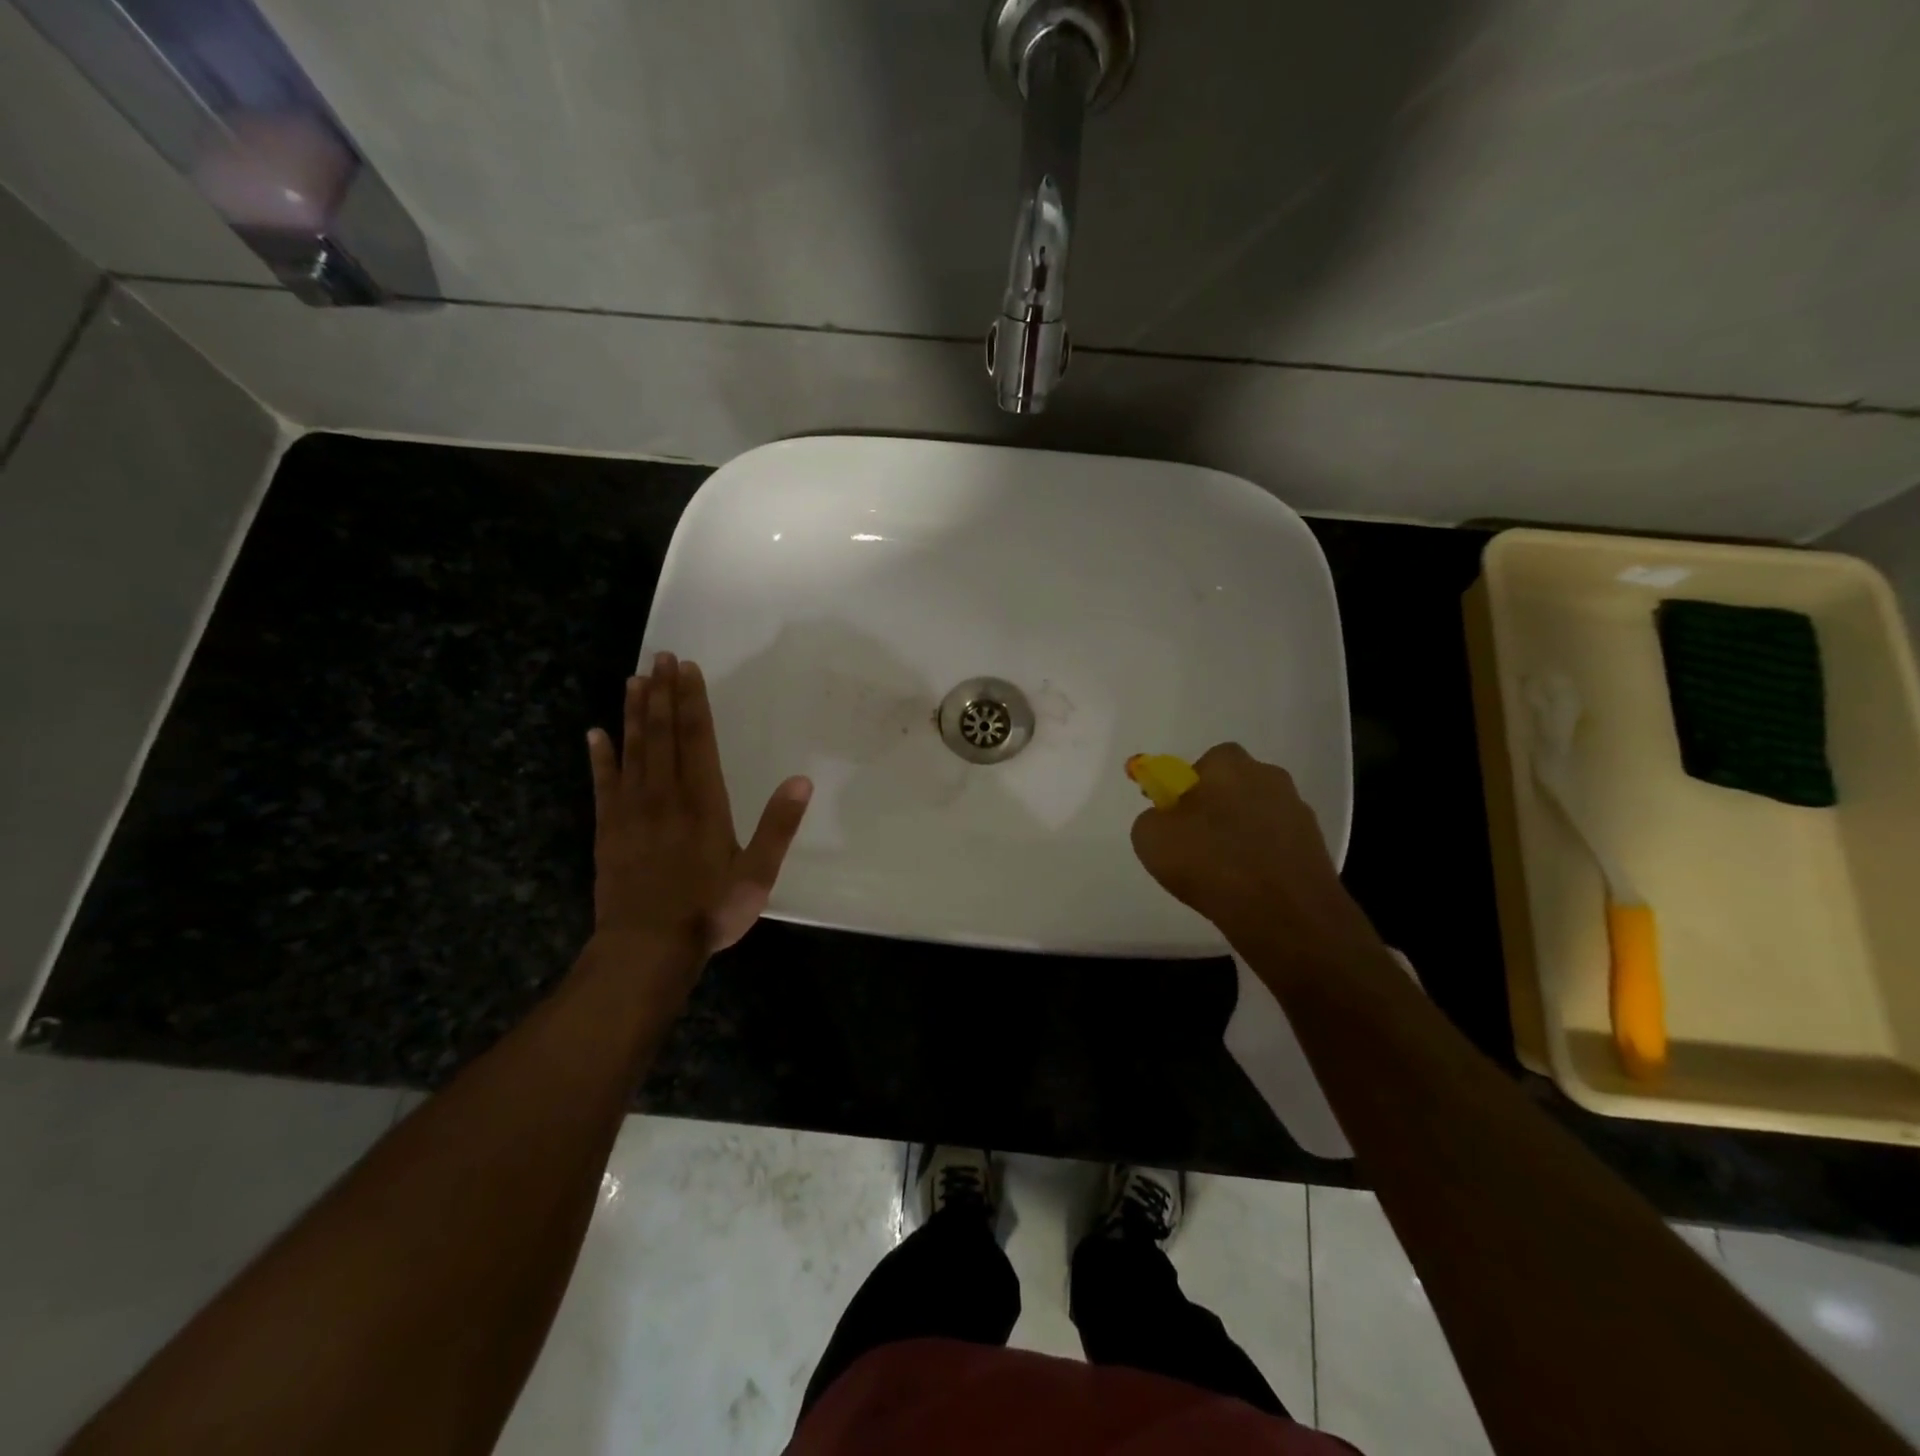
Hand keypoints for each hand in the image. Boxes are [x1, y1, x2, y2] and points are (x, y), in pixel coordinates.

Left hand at [587, 652, 811, 958]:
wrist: (646, 949)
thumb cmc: (708, 911)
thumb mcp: (757, 874)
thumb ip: (779, 826)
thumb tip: (802, 781)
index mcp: (704, 803)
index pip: (697, 740)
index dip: (693, 702)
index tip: (687, 669)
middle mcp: (665, 796)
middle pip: (662, 735)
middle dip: (662, 694)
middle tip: (659, 657)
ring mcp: (632, 811)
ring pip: (632, 751)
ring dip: (633, 714)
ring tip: (634, 680)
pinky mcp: (608, 830)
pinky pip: (603, 784)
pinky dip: (599, 757)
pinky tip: (595, 733)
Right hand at [1130, 743, 1373, 958]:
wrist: (1282, 914)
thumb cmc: (1209, 862)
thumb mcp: (1150, 837)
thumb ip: (1154, 817)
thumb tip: (1166, 820)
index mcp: (1229, 765)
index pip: (1205, 763)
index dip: (1188, 788)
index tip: (1177, 818)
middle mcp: (1269, 777)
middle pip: (1236, 787)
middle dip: (1218, 808)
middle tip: (1198, 844)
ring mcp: (1298, 812)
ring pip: (1258, 816)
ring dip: (1243, 835)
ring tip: (1224, 873)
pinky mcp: (1317, 847)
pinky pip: (1277, 845)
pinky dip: (1263, 859)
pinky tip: (1249, 887)